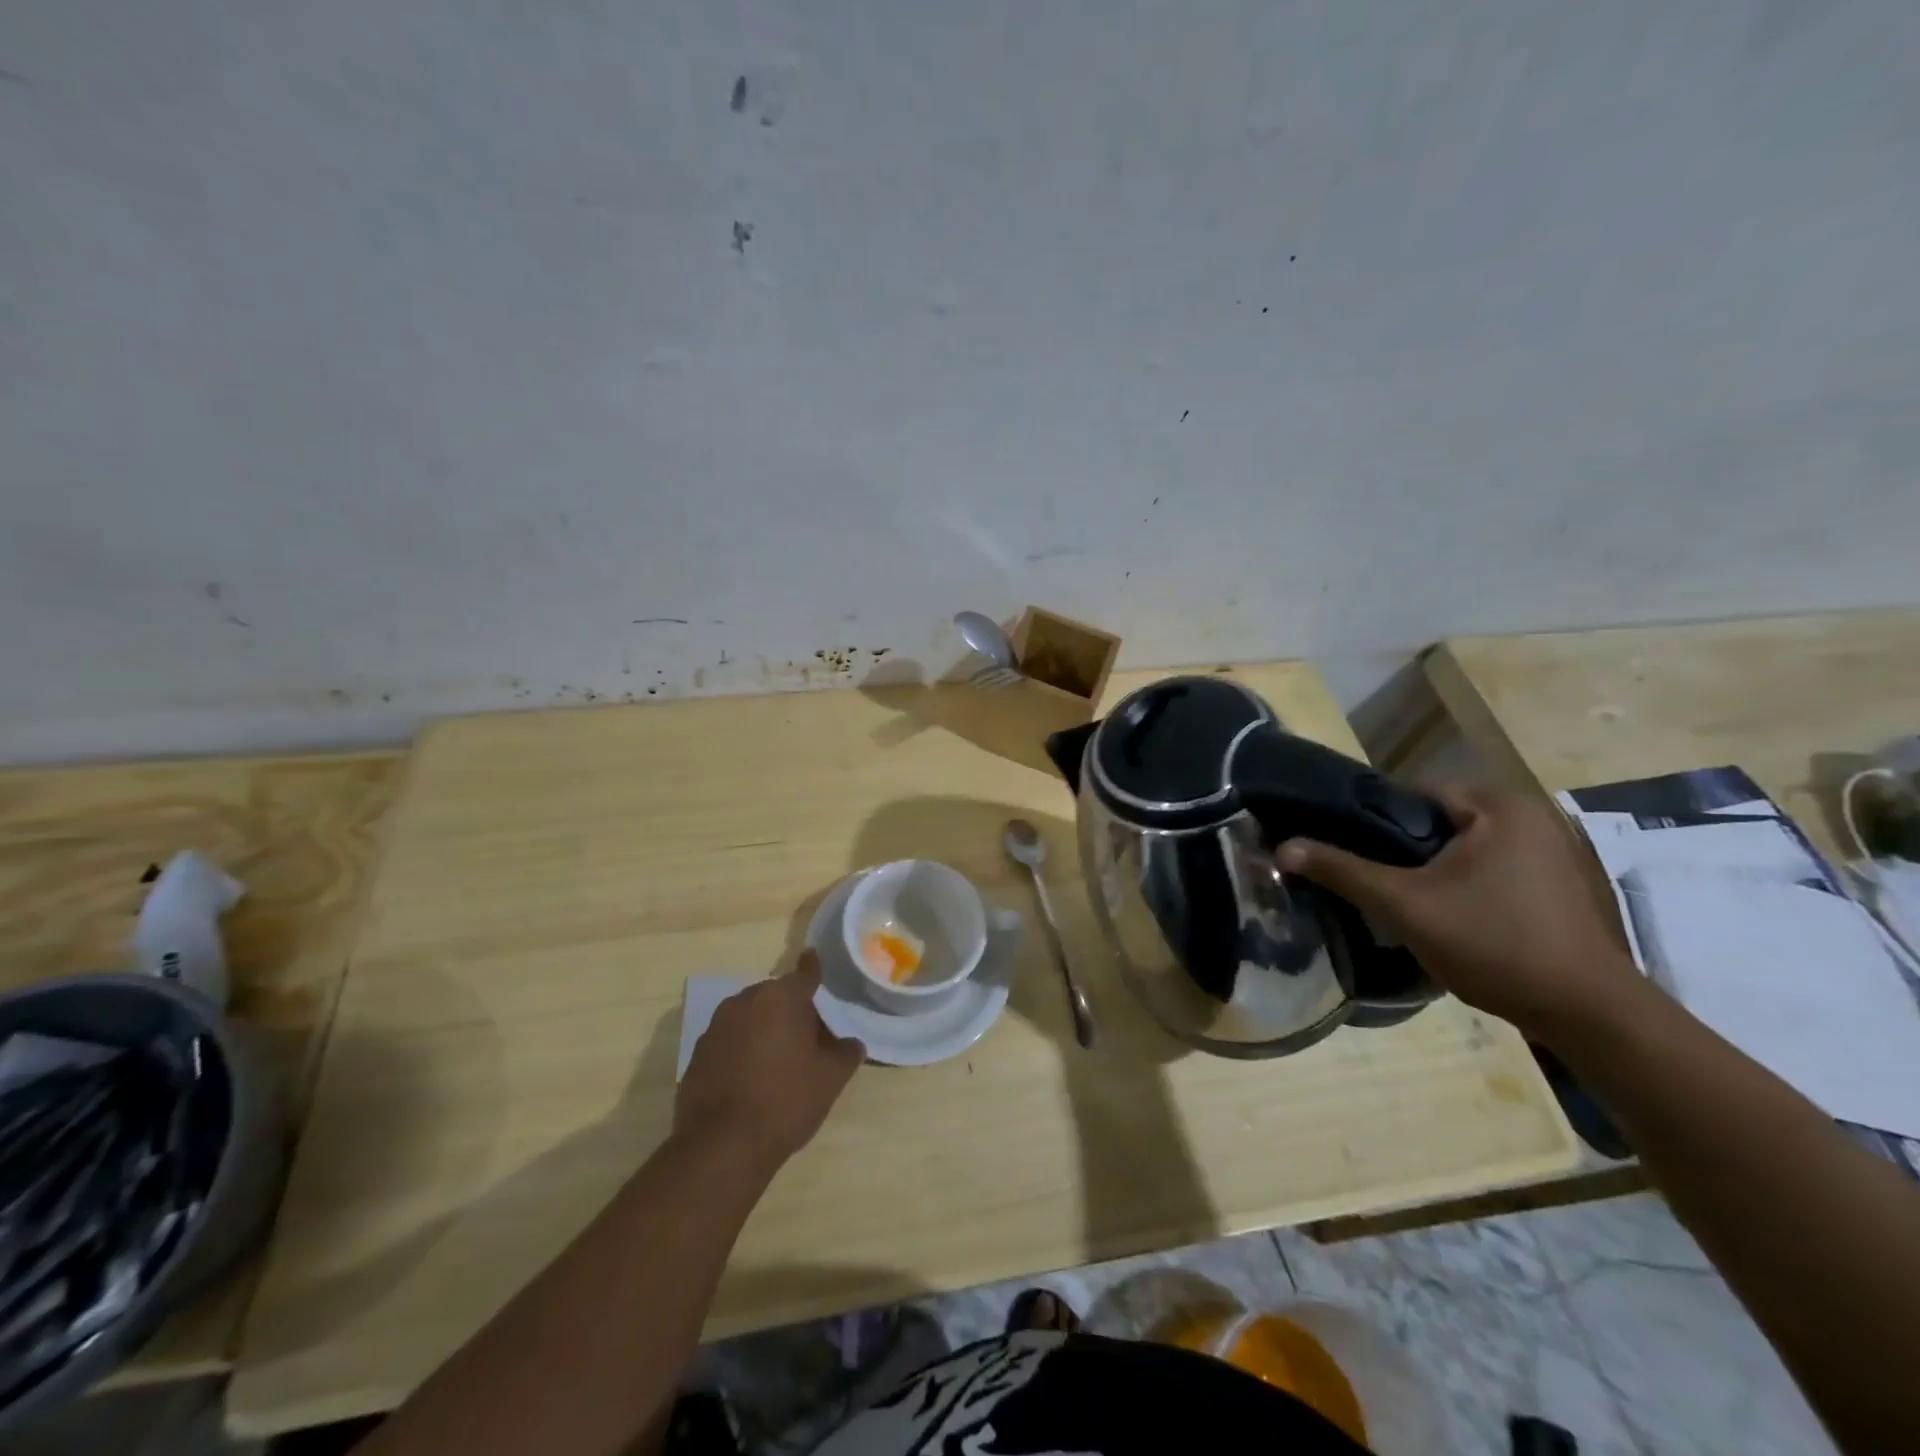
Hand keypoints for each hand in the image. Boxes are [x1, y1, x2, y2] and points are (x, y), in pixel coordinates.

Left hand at [675, 950, 863, 1173]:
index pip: (805, 973)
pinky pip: (729, 1040)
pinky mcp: (698, 1053)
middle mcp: (745, 1001)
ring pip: (750, 1016)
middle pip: (776, 996)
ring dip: (764, 1028)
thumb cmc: (784, 1103)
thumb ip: (846, 1053)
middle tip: (808, 1035)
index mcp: (780, 998)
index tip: (816, 961)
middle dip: (791, 1008)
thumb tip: (852, 1042)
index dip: (814, 969)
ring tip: (779, 1058)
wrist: (721, 1148)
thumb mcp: (830, 1080)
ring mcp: (716, 1026)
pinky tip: (751, 1077)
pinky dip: (742, 1048)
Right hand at [1277, 785, 1649, 1042]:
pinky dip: (1463, 884)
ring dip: (1431, 869)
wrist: (1590, 1016)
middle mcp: (1532, 815)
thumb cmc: (1496, 944)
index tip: (1344, 850)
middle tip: (1370, 881)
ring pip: (1462, 848)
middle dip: (1401, 849)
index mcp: (1499, 804)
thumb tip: (1281, 848)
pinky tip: (1448, 916)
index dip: (1370, 821)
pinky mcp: (1560, 885)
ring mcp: (1553, 851)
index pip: (1411, 793)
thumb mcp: (1405, 905)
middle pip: (1437, 821)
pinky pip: (1490, 869)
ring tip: (1401, 900)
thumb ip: (1342, 870)